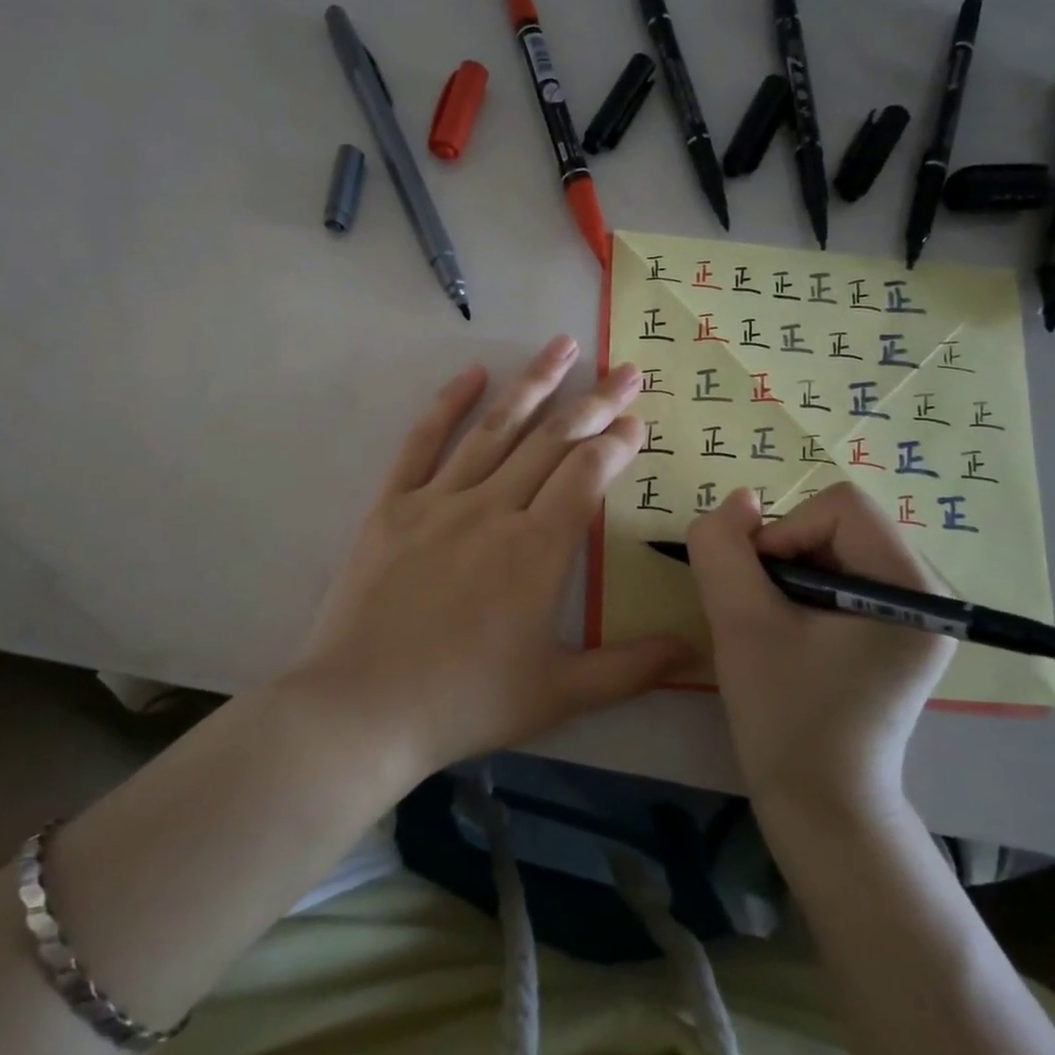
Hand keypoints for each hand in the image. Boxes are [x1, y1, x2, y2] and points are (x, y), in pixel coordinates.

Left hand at [288, 336, 694, 779]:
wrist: (362, 709)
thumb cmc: (465, 702)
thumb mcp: (559, 695)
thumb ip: (630, 668)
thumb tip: (692, 647)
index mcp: (538, 550)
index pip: (587, 475)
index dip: (617, 442)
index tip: (636, 419)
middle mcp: (493, 510)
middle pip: (552, 441)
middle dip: (594, 403)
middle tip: (624, 370)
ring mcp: (439, 501)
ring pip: (496, 429)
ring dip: (533, 384)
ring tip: (561, 345)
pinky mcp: (392, 505)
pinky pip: (423, 441)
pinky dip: (447, 404)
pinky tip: (472, 373)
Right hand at [687, 483, 953, 812]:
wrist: (821, 806)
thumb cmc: (786, 715)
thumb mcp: (740, 621)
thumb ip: (724, 547)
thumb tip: (739, 501)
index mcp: (912, 589)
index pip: (840, 506)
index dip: (784, 532)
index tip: (759, 589)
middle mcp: (929, 593)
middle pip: (839, 524)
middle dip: (785, 554)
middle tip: (761, 611)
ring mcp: (915, 616)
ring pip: (834, 547)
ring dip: (787, 573)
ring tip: (773, 627)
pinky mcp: (895, 634)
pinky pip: (840, 576)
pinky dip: (800, 590)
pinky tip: (788, 635)